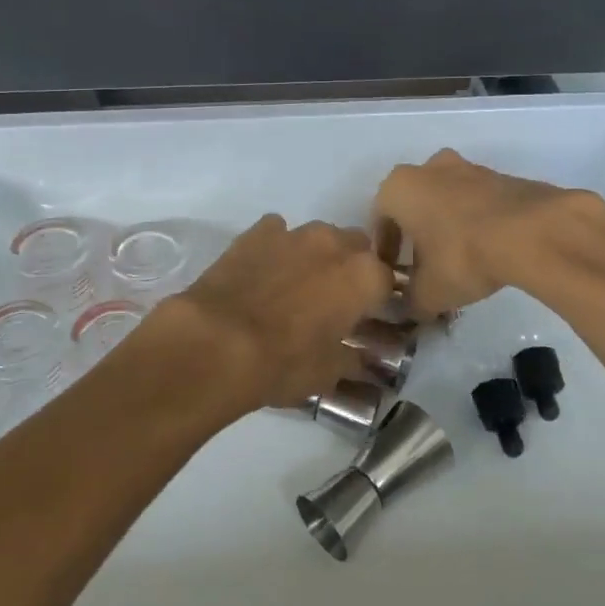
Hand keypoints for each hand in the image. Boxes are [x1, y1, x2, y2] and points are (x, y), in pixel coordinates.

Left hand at [168, 215, 392, 411]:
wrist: (217, 342)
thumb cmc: (284, 362)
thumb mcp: (328, 373)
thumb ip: (353, 359)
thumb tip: (362, 359)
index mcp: (364, 276)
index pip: (387, 280)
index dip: (377, 299)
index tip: (366, 317)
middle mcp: (335, 244)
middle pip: (356, 247)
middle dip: (350, 268)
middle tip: (333, 299)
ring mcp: (294, 233)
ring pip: (318, 235)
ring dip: (315, 254)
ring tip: (296, 284)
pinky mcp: (256, 232)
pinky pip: (277, 232)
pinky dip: (276, 247)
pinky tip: (263, 270)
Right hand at [376, 149, 603, 316]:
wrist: (533, 233)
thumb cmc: (462, 255)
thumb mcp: (429, 293)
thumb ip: (410, 303)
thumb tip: (408, 310)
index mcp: (398, 188)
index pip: (379, 221)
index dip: (385, 252)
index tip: (394, 275)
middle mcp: (428, 168)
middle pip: (413, 205)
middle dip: (416, 234)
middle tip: (424, 267)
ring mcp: (468, 168)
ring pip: (447, 199)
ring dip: (447, 225)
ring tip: (458, 260)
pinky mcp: (503, 176)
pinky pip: (478, 202)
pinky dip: (476, 222)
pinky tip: (487, 250)